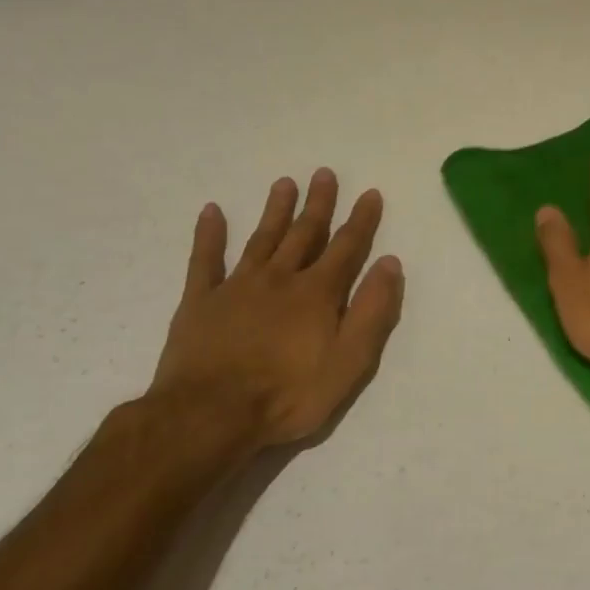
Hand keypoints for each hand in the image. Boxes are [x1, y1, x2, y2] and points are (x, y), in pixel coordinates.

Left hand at [145, 169, 404, 455]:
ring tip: (285, 183)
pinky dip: (209, 234)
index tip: (370, 193)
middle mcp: (280, 278)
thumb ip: (372, 311)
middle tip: (324, 174)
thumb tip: (389, 263)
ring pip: (262, 239)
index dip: (361, 220)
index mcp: (318, 293)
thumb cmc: (289, 394)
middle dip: (318, 204)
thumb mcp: (349, 361)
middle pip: (303, 233)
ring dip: (275, 210)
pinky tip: (212, 211)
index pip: (346, 247)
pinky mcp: (200, 302)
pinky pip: (205, 260)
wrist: (210, 415)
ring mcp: (237, 286)